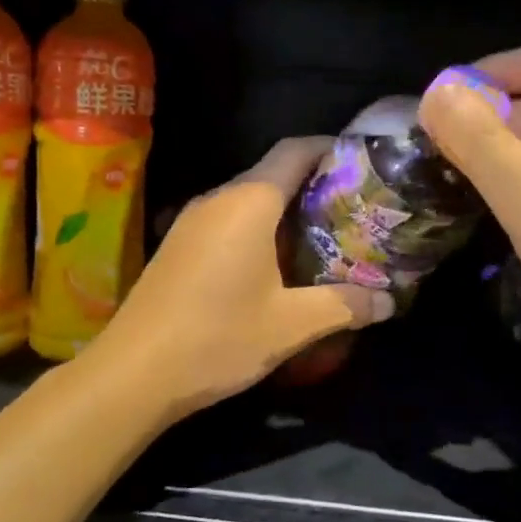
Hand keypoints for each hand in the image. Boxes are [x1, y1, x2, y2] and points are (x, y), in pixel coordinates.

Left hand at [87, 137, 393, 418]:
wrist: (132, 372)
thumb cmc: (218, 337)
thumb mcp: (290, 325)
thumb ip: (343, 306)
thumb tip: (388, 302)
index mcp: (248, 202)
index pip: (294, 151)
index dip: (329, 149)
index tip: (361, 164)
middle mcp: (218, 199)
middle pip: (273, 173)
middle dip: (314, 186)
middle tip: (354, 211)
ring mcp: (191, 221)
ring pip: (249, 199)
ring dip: (285, 212)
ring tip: (323, 238)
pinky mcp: (178, 245)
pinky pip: (227, 221)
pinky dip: (258, 230)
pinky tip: (276, 266)